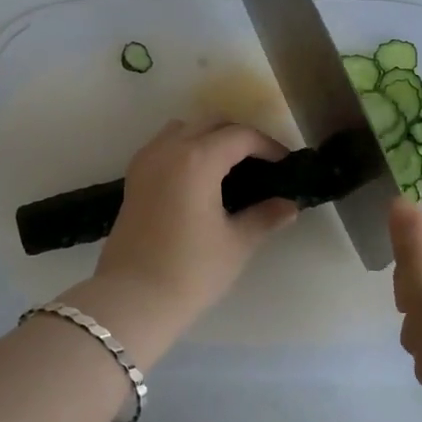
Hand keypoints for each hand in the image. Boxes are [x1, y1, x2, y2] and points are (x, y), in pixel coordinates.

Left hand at [82, 119, 298, 359]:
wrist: (132, 299)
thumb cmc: (190, 271)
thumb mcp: (236, 244)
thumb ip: (265, 216)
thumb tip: (289, 205)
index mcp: (197, 159)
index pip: (240, 136)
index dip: (268, 146)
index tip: (284, 165)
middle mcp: (169, 149)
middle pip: (211, 122)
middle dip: (239, 136)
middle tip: (261, 163)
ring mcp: (147, 160)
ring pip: (184, 128)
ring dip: (209, 136)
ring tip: (229, 167)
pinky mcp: (133, 176)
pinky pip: (164, 144)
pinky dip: (185, 147)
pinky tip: (199, 178)